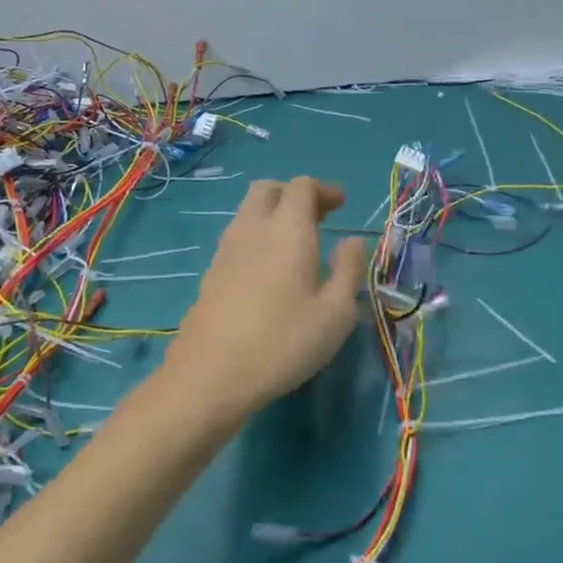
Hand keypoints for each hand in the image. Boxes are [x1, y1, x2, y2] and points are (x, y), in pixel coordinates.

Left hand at [165, 176, 367, 418]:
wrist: (210, 375)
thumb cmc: (283, 342)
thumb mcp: (335, 313)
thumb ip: (349, 269)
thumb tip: (352, 240)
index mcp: (287, 230)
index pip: (301, 186)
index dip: (323, 189)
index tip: (341, 205)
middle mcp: (253, 229)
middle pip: (268, 189)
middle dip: (294, 195)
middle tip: (318, 218)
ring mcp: (226, 250)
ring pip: (248, 212)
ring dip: (274, 215)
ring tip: (297, 245)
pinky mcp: (211, 273)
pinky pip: (238, 237)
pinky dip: (258, 237)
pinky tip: (270, 271)